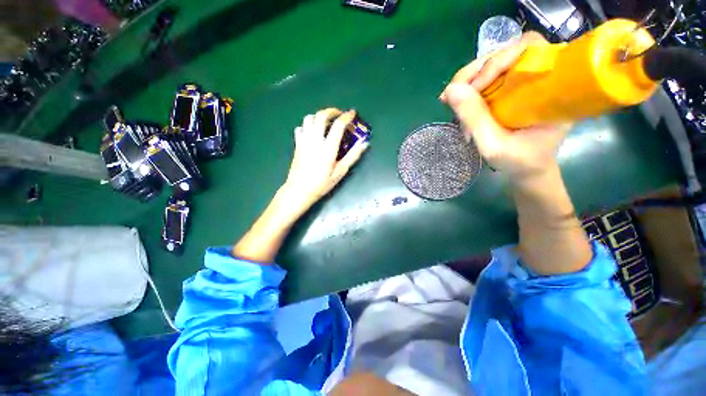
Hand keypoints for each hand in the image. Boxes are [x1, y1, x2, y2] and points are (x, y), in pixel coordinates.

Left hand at [281, 108, 369, 216]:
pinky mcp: (297, 145)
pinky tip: (312, 133)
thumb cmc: (321, 184)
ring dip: (318, 116)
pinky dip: (307, 126)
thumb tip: (364, 144)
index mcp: (328, 148)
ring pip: (309, 118)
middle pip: (321, 116)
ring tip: (326, 123)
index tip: (352, 113)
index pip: (338, 125)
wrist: (299, 190)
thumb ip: (352, 156)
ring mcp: (304, 141)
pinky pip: (300, 128)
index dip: (346, 117)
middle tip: (339, 114)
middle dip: (331, 111)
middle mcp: (315, 140)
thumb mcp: (340, 172)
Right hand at [440, 32, 568, 180]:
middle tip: (452, 93)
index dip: (498, 60)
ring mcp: (525, 82)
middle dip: (476, 71)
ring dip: (469, 81)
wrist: (527, 169)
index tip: (474, 88)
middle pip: (507, 53)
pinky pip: (489, 78)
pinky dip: (470, 89)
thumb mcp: (494, 145)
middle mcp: (541, 77)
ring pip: (494, 64)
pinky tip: (461, 104)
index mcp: (553, 87)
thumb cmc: (518, 161)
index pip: (530, 48)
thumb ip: (475, 119)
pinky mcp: (512, 89)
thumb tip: (450, 90)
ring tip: (453, 102)